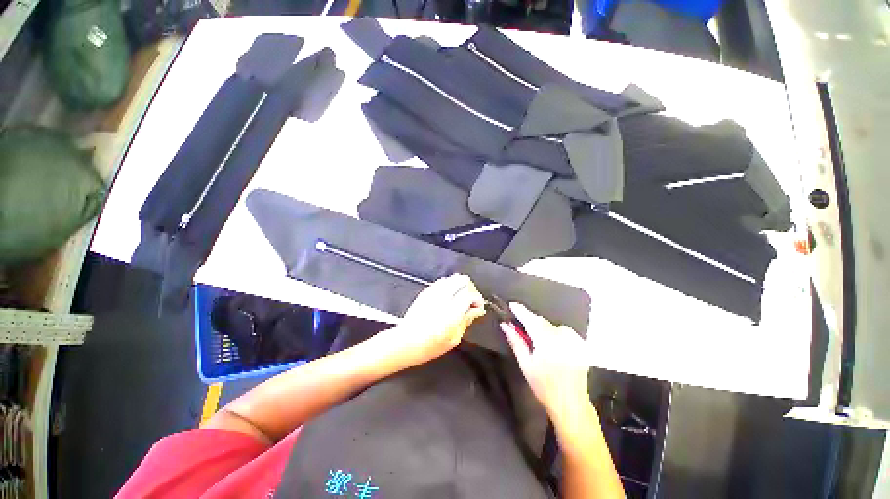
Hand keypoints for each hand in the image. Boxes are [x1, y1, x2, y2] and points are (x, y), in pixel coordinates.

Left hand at [378, 274, 485, 369]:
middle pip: (463, 280)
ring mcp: (433, 292)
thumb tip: (477, 310)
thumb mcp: (454, 338)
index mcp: (452, 310)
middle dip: (470, 288)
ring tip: (460, 298)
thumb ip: (466, 320)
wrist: (406, 342)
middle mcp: (443, 297)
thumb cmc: (430, 345)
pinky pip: (441, 281)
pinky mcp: (426, 291)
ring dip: (460, 285)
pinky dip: (449, 285)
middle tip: (470, 301)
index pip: (471, 294)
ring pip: (452, 278)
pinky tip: (448, 296)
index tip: (478, 307)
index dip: (478, 299)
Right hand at [501, 303, 591, 425]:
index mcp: (546, 341)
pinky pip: (564, 332)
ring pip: (552, 326)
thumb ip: (516, 341)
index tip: (512, 305)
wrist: (571, 403)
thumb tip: (505, 325)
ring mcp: (573, 340)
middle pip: (542, 321)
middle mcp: (561, 337)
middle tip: (520, 325)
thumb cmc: (544, 386)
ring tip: (538, 341)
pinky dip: (556, 333)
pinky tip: (554, 345)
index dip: (521, 311)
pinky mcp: (580, 345)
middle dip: (530, 320)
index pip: (530, 319)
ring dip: (543, 328)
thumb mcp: (525, 364)